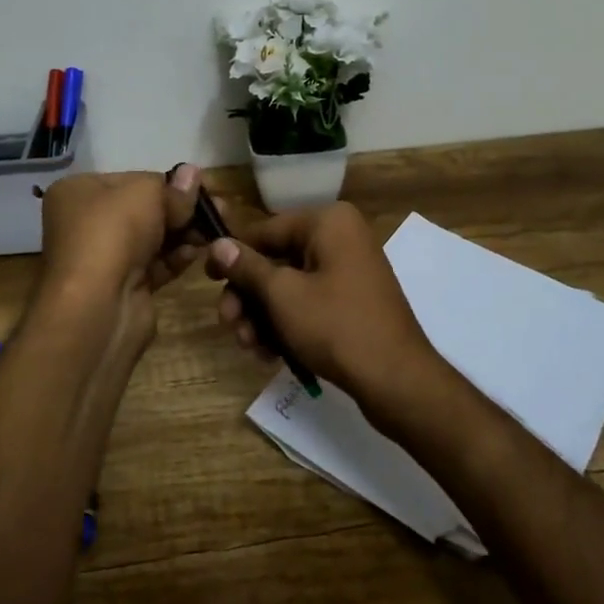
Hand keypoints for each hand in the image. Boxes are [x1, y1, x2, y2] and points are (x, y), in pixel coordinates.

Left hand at [36, 166, 205, 352]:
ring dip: (184, 233)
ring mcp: (103, 258)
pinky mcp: (122, 287)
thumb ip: (173, 186)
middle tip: (219, 209)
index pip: (132, 180)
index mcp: (79, 192)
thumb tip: (192, 174)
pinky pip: (155, 265)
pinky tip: (198, 253)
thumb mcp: (145, 194)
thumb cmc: (113, 233)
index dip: (167, 182)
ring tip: (214, 231)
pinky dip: (176, 258)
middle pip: (143, 210)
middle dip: (181, 209)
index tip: (201, 186)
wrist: (96, 306)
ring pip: (152, 238)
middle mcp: (85, 223)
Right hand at [203, 202, 441, 413]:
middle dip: (249, 297)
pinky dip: (286, 324)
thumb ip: (247, 267)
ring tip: (249, 347)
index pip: (265, 229)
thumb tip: (217, 244)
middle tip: (229, 325)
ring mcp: (349, 271)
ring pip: (289, 286)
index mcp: (328, 222)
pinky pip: (308, 303)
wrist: (397, 381)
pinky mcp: (352, 302)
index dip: (232, 255)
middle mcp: (340, 238)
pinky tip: (269, 354)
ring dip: (263, 316)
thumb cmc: (336, 327)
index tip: (205, 278)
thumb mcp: (283, 295)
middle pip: (276, 260)